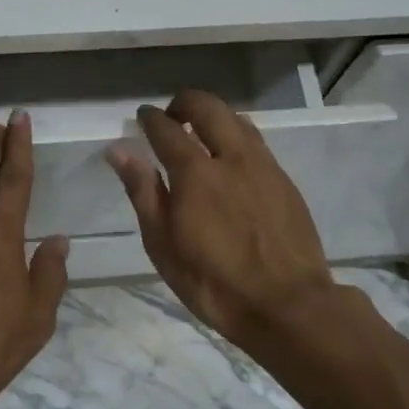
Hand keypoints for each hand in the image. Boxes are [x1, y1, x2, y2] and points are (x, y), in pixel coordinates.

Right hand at [107, 89, 337, 347]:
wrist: (288, 305)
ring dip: (214, 115)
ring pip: (237, 119)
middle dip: (185, 102)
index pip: (167, 129)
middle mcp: (231, 158)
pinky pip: (257, 141)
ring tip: (201, 132)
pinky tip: (232, 157)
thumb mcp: (163, 245)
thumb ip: (143, 192)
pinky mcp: (285, 180)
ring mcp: (264, 166)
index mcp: (196, 173)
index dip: (151, 118)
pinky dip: (237, 135)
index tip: (142, 115)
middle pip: (208, 107)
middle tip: (171, 116)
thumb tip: (119, 150)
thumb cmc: (214, 282)